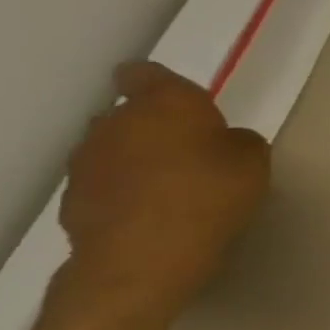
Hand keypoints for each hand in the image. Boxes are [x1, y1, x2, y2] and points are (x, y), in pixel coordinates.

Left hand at [57, 63, 269, 329]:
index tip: (183, 99)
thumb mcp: (254, 159)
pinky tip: (155, 209)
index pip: (145, 73)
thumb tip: (220, 142)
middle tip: (191, 147)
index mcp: (164, 103)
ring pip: (115, 147)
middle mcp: (116, 123)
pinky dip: (127, 188)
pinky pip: (107, 181)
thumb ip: (237, 140)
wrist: (145, 255)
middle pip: (129, 113)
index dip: (161, 82)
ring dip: (139, 157)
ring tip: (174, 183)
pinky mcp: (76, 197)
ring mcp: (88, 162)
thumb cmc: (211, 193)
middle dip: (154, 124)